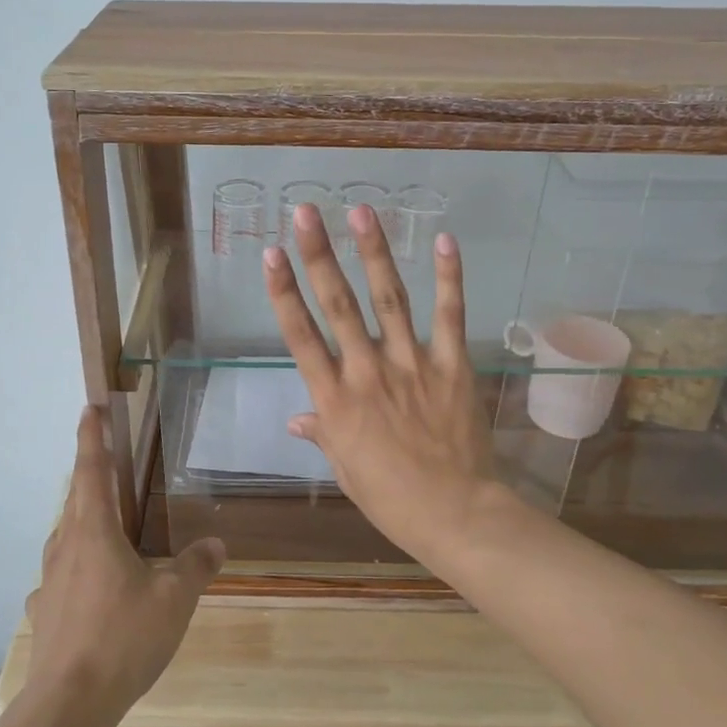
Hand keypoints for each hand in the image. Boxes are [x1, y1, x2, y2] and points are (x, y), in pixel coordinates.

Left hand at [26, 408, 224, 722]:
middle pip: (76, 498)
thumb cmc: (123, 637)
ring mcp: (49, 581)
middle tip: (105, 458)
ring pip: (66, 536)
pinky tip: (89, 587)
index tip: (89, 407)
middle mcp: (66, 547)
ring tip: (102, 522)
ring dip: (82, 519)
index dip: (92, 436)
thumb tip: (216, 543)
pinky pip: (61, 575)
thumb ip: (196, 566)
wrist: (68, 703)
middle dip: (89, 472)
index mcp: (94, 531)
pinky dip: (76, 566)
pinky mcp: (45, 611)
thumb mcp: (175, 599)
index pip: (92, 470)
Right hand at [262, 202, 499, 555]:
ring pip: (389, 299)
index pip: (301, 336)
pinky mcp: (451, 366)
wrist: (456, 514)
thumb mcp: (346, 470)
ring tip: (361, 212)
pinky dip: (448, 278)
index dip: (283, 292)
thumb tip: (295, 419)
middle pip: (338, 305)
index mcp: (336, 400)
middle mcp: (368, 372)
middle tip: (305, 212)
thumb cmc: (392, 498)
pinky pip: (449, 316)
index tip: (271, 254)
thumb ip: (323, 433)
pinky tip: (444, 240)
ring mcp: (412, 365)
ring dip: (374, 253)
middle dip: (319, 255)